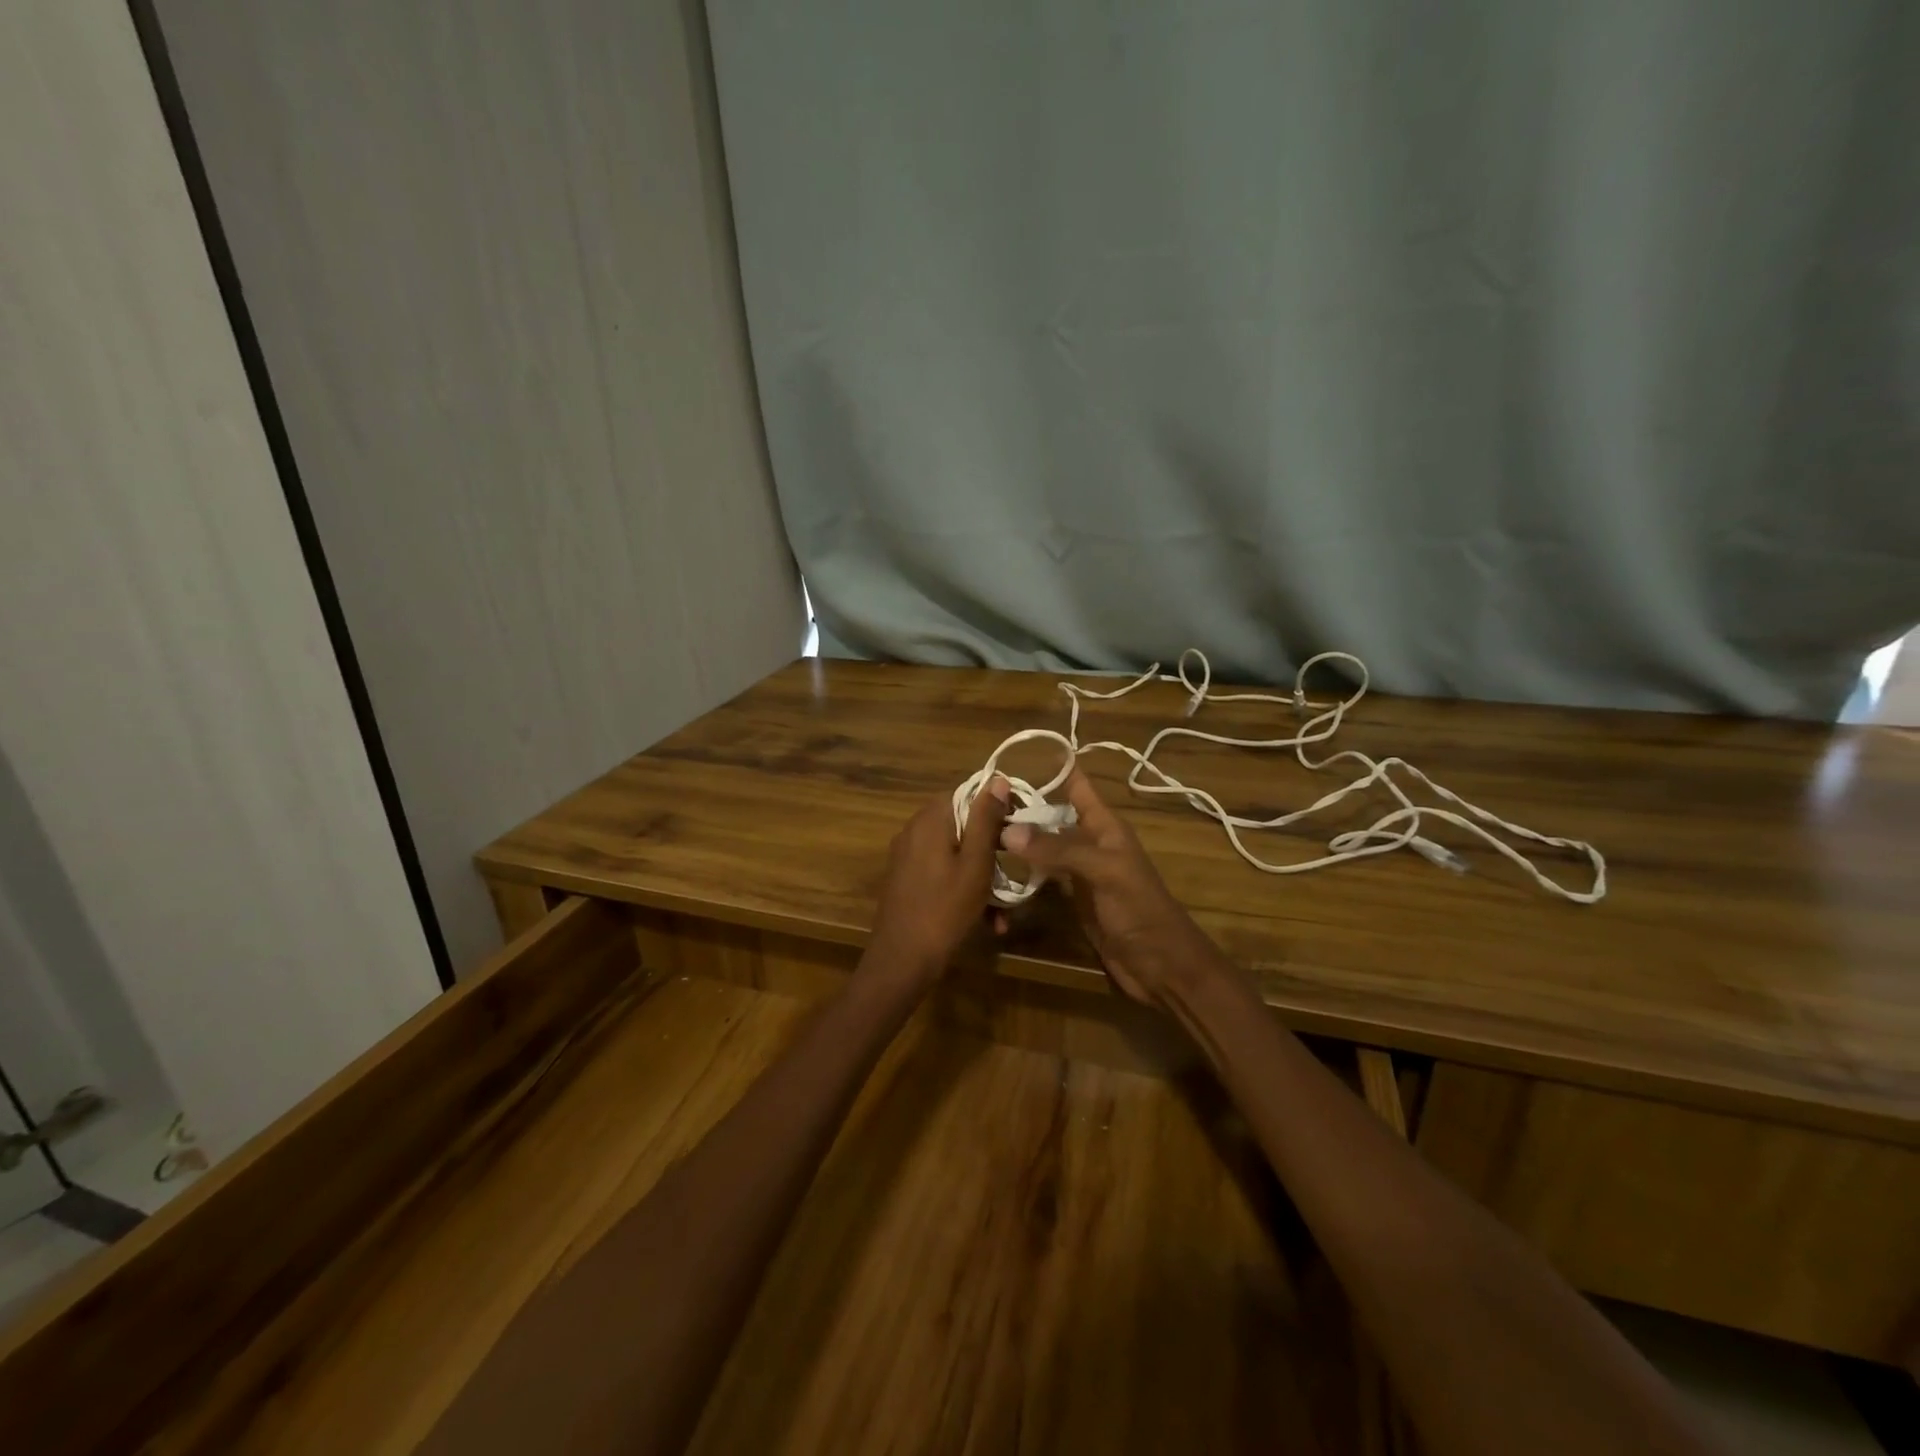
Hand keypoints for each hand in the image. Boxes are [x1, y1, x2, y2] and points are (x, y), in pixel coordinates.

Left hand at [865, 777, 1011, 985]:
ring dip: (983, 878)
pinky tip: (987, 921)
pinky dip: (964, 889)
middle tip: (1015, 873)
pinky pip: (943, 873)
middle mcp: (915, 830)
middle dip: (993, 851)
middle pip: (964, 826)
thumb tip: (996, 779)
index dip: (998, 806)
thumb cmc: (945, 909)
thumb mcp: (975, 863)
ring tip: (1004, 912)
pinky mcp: (907, 879)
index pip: (969, 793)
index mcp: (931, 819)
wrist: (902, 961)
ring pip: (957, 854)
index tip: (1021, 828)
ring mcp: (908, 856)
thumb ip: (986, 819)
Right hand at [1000, 770, 1223, 1005]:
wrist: (1160, 964)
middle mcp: (1090, 840)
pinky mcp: (1070, 897)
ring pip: (1044, 843)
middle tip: (979, 798)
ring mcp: (1079, 870)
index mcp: (1104, 825)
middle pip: (1052, 812)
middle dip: (1022, 802)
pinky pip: (1042, 873)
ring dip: (1018, 835)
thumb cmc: (1139, 909)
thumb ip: (1058, 848)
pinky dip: (1022, 868)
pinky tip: (995, 866)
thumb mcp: (1102, 871)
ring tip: (979, 826)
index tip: (1010, 756)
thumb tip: (1007, 830)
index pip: (1076, 783)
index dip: (1050, 766)